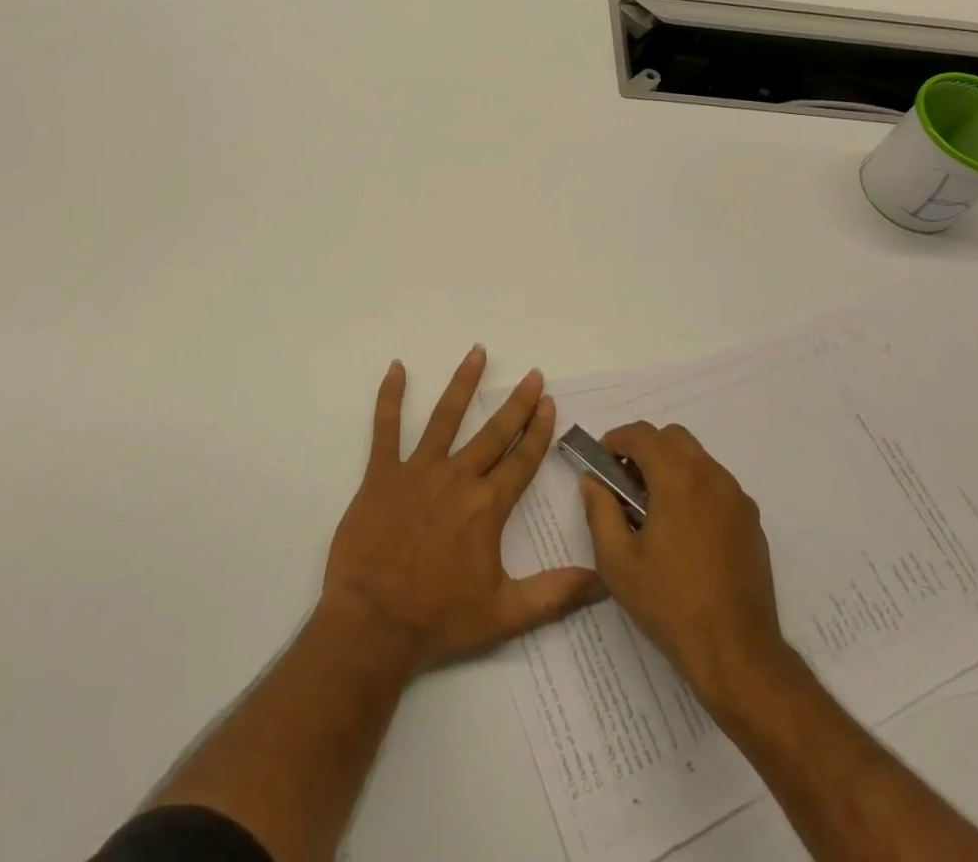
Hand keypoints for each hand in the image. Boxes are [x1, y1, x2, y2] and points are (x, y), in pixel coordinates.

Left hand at [321, 345, 600, 673]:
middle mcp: (457, 478)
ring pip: (445, 417)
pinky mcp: (381, 474)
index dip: (539, 431)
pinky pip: (385, 427)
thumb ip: (556, 593)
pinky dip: (390, 396)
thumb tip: (604, 579)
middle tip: (532, 374)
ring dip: (463, 383)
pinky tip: (396, 368)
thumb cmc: (438, 619)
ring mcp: (417, 471)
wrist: (373, 624)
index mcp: (487, 506)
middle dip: (517, 402)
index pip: (522, 460)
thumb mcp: (505, 615)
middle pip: (494, 432)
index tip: (550, 402)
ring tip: (478, 352)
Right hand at [580, 421, 789, 712]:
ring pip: (698, 459)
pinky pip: (717, 486)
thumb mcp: (617, 562)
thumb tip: (593, 481)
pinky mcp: (752, 522)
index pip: (642, 434)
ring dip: (671, 468)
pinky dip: (695, 489)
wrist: (738, 654)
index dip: (616, 440)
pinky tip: (685, 533)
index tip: (601, 463)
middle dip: (645, 450)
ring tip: (654, 511)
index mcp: (678, 480)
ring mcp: (737, 498)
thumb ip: (599, 511)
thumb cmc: (670, 605)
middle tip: (626, 485)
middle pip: (673, 438)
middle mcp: (711, 477)